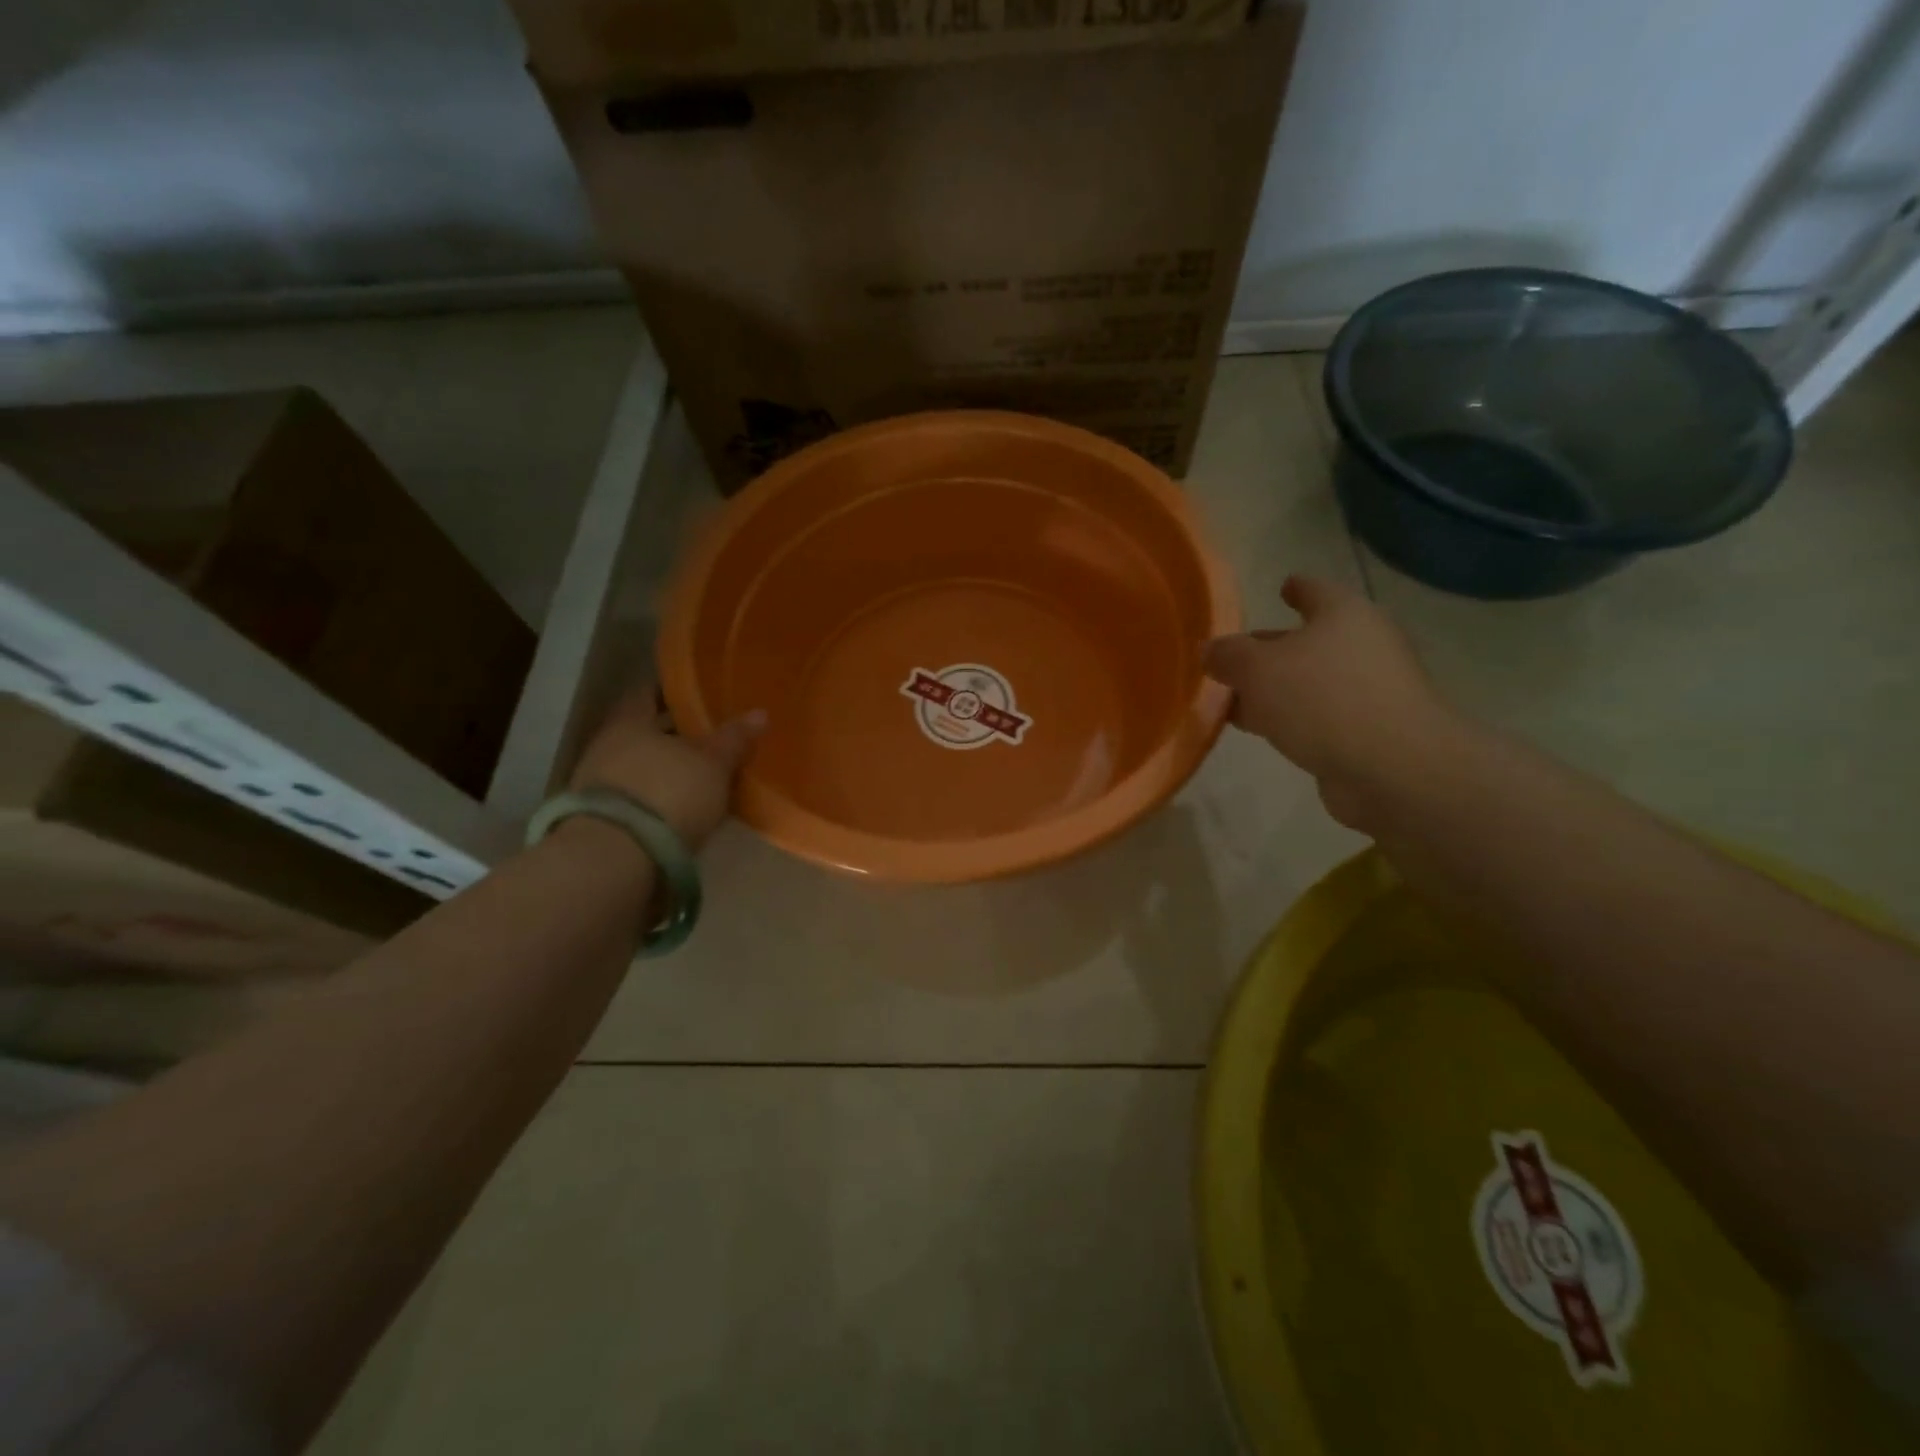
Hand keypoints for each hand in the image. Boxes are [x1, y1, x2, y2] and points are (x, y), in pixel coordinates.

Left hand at [569, 690, 764, 849]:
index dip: (672, 692)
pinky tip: (683, 806)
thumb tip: (759, 713)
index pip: (648, 694)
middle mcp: (608, 746)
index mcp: (630, 722)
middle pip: (645, 732)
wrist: (617, 859)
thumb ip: (734, 738)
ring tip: (701, 775)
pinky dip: (659, 797)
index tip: (697, 693)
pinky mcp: (602, 820)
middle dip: (674, 734)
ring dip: (666, 769)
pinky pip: (638, 797)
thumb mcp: (713, 764)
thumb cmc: (668, 793)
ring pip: (641, 766)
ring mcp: (599, 785)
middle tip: (709, 735)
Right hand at [1203, 575, 1468, 830]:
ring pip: (1312, 681)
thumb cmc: (1321, 699)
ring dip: (1278, 689)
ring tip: (1237, 701)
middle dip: (1273, 648)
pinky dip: (1293, 718)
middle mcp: (1363, 645)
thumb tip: (1208, 650)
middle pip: (1310, 640)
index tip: (1282, 587)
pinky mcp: (1370, 731)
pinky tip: (1267, 730)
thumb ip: (1227, 656)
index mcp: (1343, 614)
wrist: (1392, 768)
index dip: (1296, 588)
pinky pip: (1320, 715)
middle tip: (1235, 658)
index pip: (1315, 590)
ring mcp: (1371, 690)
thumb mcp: (1256, 670)